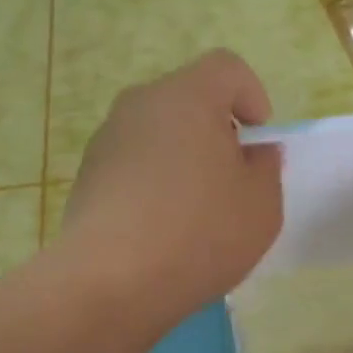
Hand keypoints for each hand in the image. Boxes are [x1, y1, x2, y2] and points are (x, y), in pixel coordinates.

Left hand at [62, 50, 283, 321]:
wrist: (109, 284)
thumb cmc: (198, 235)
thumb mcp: (261, 205)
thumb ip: (266, 167)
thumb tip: (252, 152)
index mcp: (186, 97)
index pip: (227, 68)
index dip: (253, 96)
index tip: (257, 143)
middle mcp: (139, 105)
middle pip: (189, 100)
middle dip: (217, 132)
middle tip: (231, 181)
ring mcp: (106, 141)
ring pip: (158, 134)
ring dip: (183, 160)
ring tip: (194, 213)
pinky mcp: (86, 177)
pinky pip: (134, 165)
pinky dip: (153, 184)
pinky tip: (160, 231)